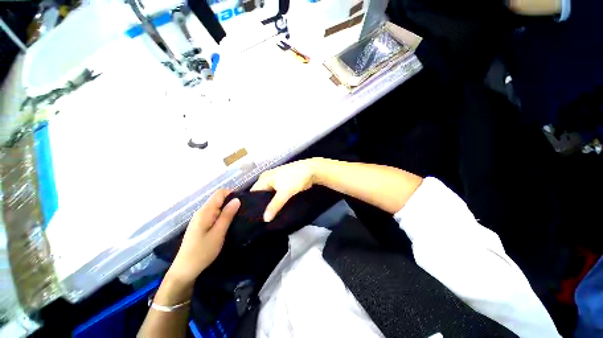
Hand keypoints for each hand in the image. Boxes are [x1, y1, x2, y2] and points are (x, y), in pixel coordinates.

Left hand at [167, 190, 239, 285]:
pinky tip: (228, 224)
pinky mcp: (201, 225)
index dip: (232, 193)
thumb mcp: (218, 233)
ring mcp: (200, 219)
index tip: (243, 201)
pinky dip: (222, 216)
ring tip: (239, 218)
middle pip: (218, 199)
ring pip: (217, 208)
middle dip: (231, 202)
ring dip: (228, 210)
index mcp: (205, 211)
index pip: (219, 193)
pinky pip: (214, 215)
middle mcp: (202, 212)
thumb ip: (227, 215)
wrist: (184, 270)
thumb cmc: (202, 251)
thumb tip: (237, 199)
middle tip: (243, 211)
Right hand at [251, 158, 320, 221]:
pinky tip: (275, 212)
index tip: (252, 218)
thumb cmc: (295, 178)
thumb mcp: (284, 192)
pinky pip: (276, 196)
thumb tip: (265, 219)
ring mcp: (276, 182)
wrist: (312, 171)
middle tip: (259, 221)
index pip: (253, 193)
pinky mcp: (283, 186)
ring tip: (267, 219)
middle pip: (261, 195)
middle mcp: (268, 179)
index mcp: (264, 178)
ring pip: (269, 196)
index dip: (252, 205)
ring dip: (269, 205)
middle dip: (261, 206)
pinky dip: (276, 202)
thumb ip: (274, 205)